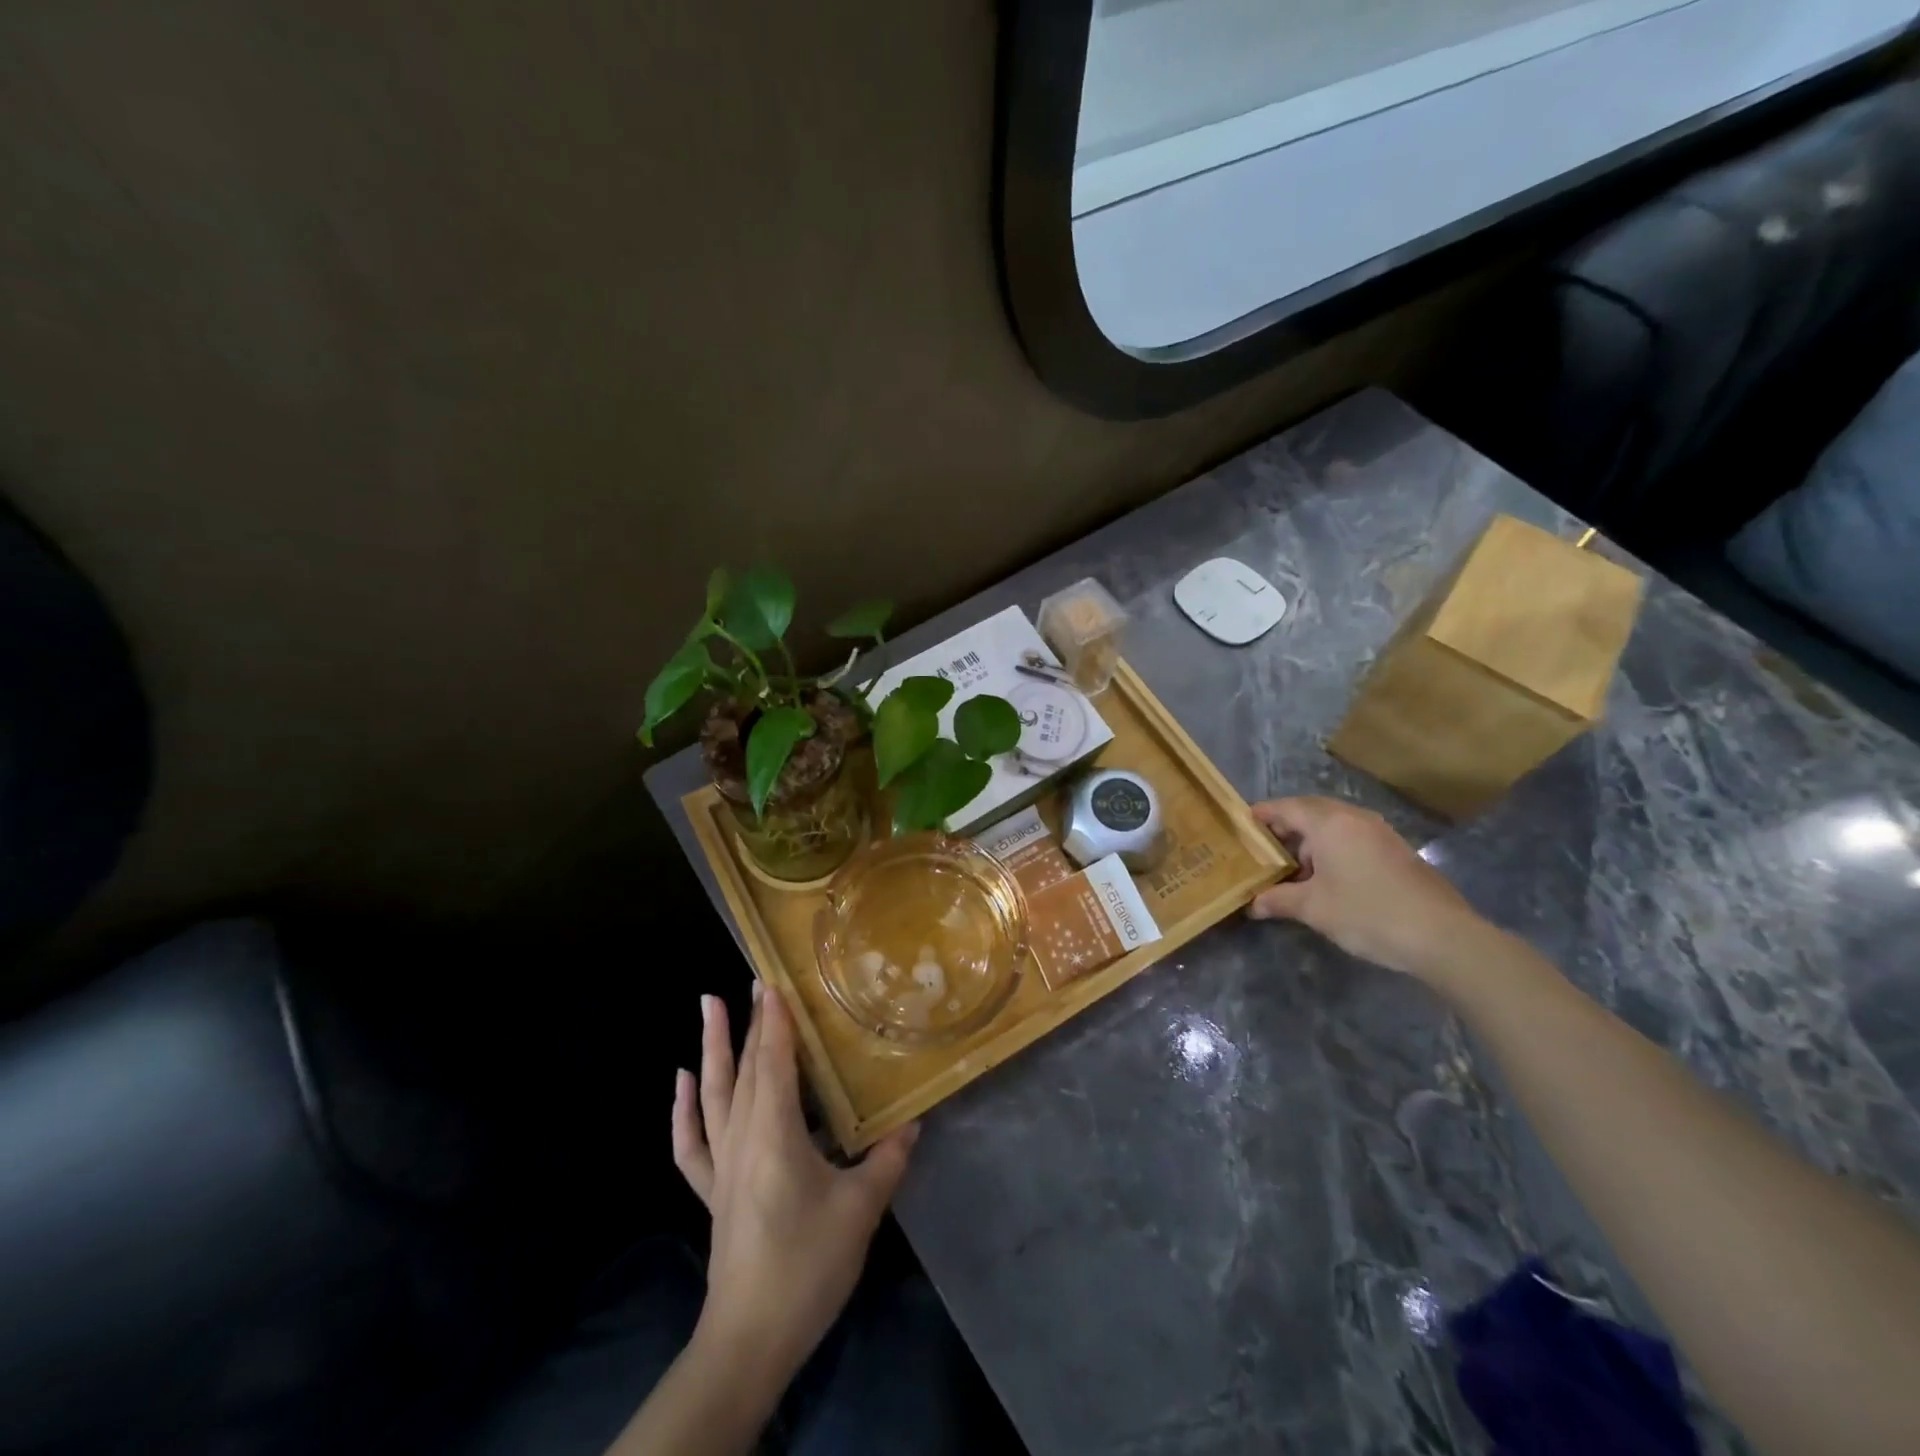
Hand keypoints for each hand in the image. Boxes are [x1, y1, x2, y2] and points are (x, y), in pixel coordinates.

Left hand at [672, 985, 917, 1396]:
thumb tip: (914, 1122)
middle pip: (746, 1068)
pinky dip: (683, 1108)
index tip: (776, 980)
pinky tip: (681, 1081)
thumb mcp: (860, 1210)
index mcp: (774, 1132)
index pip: (774, 1061)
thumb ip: (888, 1160)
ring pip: (713, 1092)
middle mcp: (742, 1136)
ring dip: (711, 1047)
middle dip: (753, 1021)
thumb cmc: (806, 1265)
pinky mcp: (712, 1189)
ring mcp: (721, 1163)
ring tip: (708, 1004)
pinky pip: (691, 1141)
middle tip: (757, 980)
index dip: (776, 1020)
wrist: (750, 1339)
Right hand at [1246, 796, 1488, 981]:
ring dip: (1310, 839)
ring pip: (1334, 824)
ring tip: (1292, 866)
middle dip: (1285, 826)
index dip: (1262, 814)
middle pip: (1310, 811)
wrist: (1442, 936)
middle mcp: (1354, 818)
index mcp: (1329, 823)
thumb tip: (1253, 904)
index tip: (1242, 824)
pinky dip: (1333, 848)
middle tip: (1263, 847)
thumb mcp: (1313, 909)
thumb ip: (1278, 900)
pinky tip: (1327, 877)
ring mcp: (1380, 832)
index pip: (1286, 807)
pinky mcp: (1396, 850)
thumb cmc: (1367, 913)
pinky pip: (1353, 837)